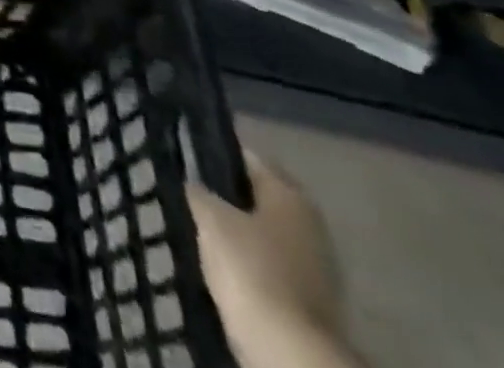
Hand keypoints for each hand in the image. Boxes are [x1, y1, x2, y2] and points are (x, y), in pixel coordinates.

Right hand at [187, 153, 342, 367]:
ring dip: (239, 232)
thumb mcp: (210, 219)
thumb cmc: (250, 268)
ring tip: (201, 230)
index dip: (215, 154)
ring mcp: (316, 265)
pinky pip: (271, 265)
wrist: (289, 351)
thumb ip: (200, 193)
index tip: (187, 156)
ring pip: (265, 233)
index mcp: (289, 193)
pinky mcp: (311, 299)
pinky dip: (250, 263)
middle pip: (259, 197)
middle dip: (228, 197)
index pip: (247, 158)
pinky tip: (223, 265)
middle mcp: (310, 222)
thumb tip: (195, 184)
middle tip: (191, 194)